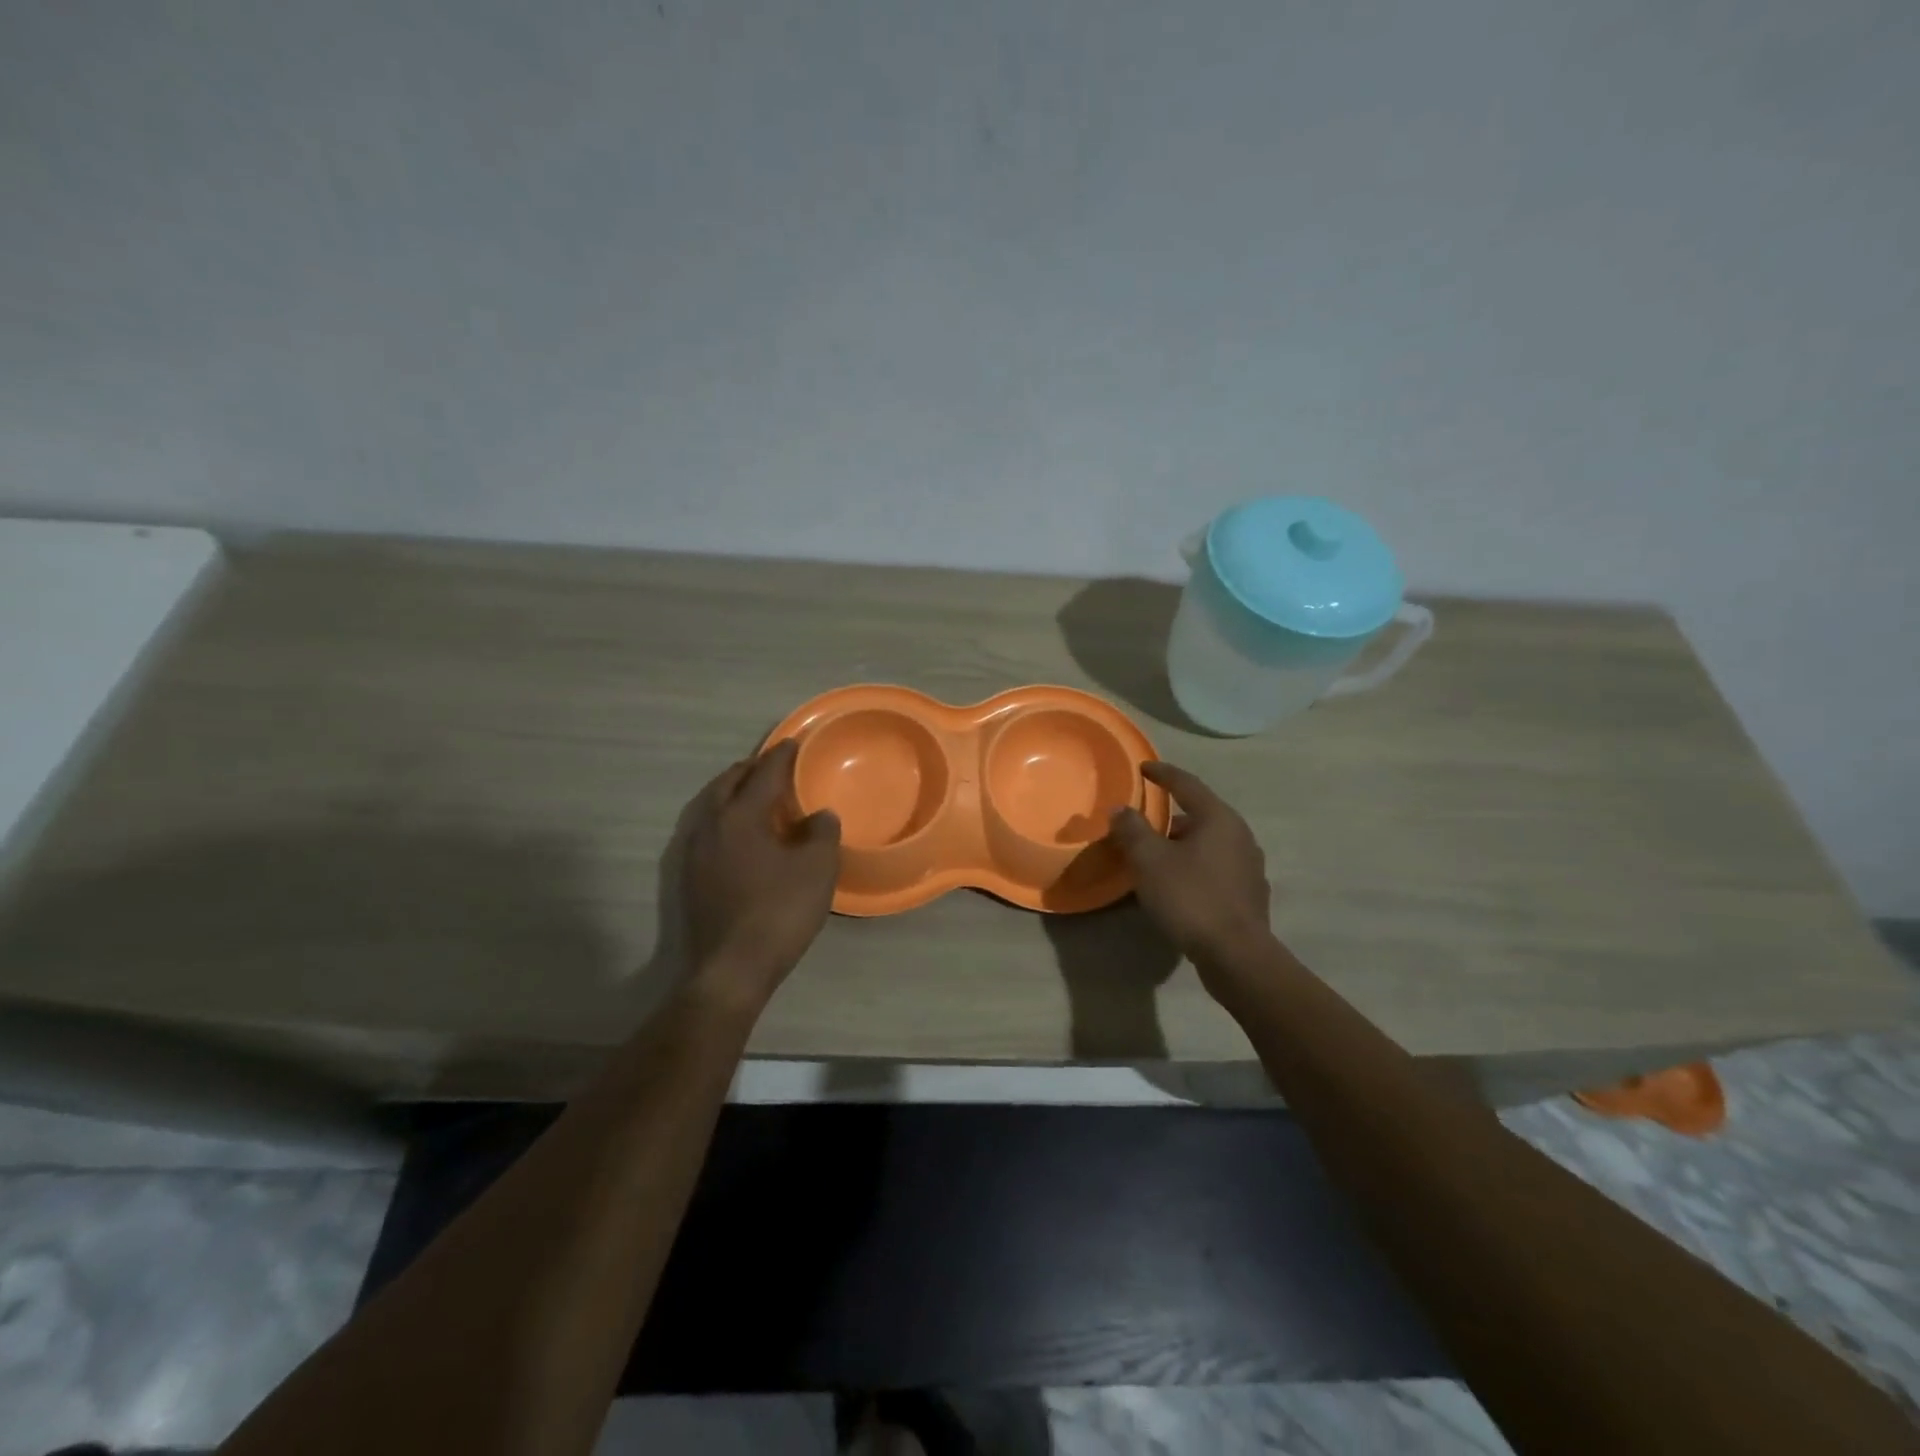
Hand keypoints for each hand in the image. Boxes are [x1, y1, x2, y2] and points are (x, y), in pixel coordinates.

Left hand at [679, 741, 840, 1008]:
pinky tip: (741, 834)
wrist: (730, 969)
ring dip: (733, 792)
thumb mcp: (817, 869)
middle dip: (750, 769)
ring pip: (712, 806)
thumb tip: (819, 815)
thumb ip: (821, 833)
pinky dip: (725, 817)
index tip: (794, 743)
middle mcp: (710, 826)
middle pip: (727, 784)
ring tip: (755, 793)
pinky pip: (708, 829)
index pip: (763, 774)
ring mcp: (694, 852)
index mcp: (740, 816)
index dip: (781, 757)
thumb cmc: (779, 912)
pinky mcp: (689, 877)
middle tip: (772, 764)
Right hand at [1107, 761, 1272, 967]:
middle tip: (1143, 825)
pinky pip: (1215, 868)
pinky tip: (1178, 886)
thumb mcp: (1150, 861)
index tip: (1143, 768)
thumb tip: (1121, 809)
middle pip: (1200, 815)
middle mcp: (1240, 835)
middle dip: (1170, 818)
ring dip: (1182, 845)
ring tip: (1156, 858)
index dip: (1163, 774)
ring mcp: (1249, 866)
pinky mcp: (1249, 894)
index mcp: (1219, 819)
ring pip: (1208, 844)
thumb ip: (1133, 830)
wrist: (1236, 955)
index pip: (1187, 784)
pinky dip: (1194, 867)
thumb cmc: (1191, 898)